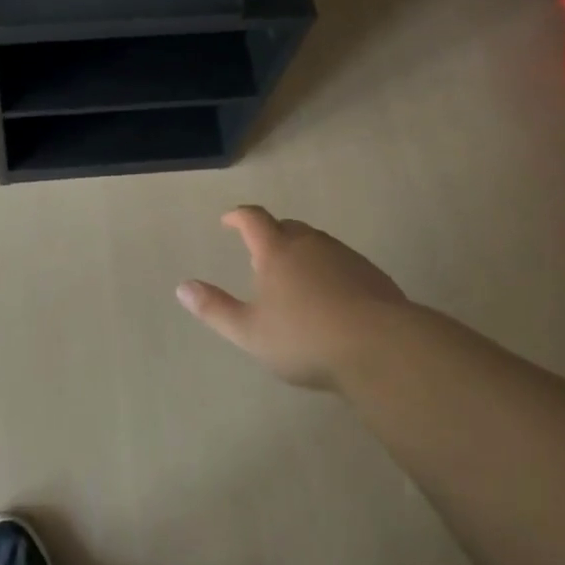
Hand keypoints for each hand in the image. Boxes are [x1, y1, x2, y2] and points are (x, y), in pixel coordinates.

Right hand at [178, 206, 414, 390]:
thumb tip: (182, 287)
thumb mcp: (250, 332)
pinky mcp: (372, 274)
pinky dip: (328, 271)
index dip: (238, 216)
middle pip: (287, 227)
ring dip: (301, 253)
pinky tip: (332, 300)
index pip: (253, 219)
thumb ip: (215, 309)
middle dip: (271, 235)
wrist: (382, 348)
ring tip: (295, 281)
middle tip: (261, 256)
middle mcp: (310, 244)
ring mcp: (344, 257)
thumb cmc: (305, 338)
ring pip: (316, 244)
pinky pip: (341, 262)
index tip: (228, 221)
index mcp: (277, 251)